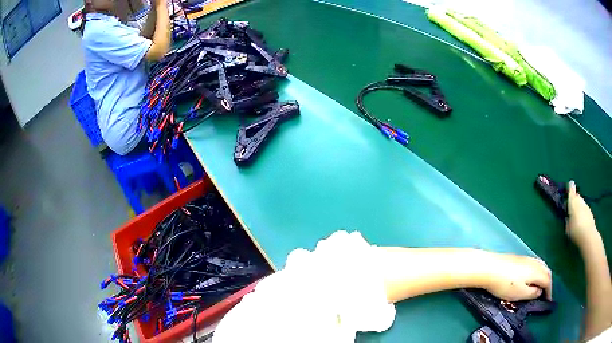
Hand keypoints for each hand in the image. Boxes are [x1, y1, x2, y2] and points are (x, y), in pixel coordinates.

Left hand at [484, 253, 551, 301]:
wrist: (489, 267)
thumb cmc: (505, 284)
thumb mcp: (520, 294)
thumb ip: (532, 293)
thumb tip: (540, 291)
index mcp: (537, 271)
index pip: (548, 280)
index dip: (549, 291)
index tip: (548, 301)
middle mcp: (534, 262)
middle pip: (546, 271)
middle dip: (548, 282)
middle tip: (546, 294)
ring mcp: (526, 258)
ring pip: (541, 266)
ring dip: (543, 276)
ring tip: (540, 286)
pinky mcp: (519, 258)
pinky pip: (534, 264)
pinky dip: (537, 272)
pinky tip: (531, 277)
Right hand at [566, 181, 599, 247]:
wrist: (588, 235)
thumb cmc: (575, 230)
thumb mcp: (568, 228)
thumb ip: (567, 221)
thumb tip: (568, 218)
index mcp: (572, 202)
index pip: (571, 191)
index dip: (570, 187)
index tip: (570, 183)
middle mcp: (580, 200)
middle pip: (577, 197)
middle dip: (574, 200)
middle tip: (571, 208)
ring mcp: (586, 205)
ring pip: (581, 203)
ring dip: (579, 207)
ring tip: (576, 216)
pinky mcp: (589, 212)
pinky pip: (585, 209)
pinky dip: (583, 212)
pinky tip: (581, 221)